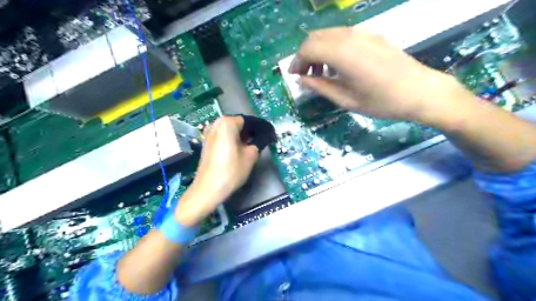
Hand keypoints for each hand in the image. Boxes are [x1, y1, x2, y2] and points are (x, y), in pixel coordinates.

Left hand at [175, 117, 258, 223]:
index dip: (259, 129)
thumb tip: (262, 138)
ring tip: (249, 148)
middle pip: (238, 125)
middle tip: (260, 143)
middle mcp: (215, 124)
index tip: (268, 136)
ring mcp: (208, 134)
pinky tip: (237, 152)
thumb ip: (258, 143)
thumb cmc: (231, 170)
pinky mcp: (206, 144)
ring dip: (240, 137)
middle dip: (249, 132)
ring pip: (230, 131)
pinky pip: (222, 138)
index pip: (248, 121)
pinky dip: (231, 141)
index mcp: (227, 123)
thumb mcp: (251, 156)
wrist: (208, 189)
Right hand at [292, 26, 469, 124]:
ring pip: (328, 34)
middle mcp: (350, 37)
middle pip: (315, 37)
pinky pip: (342, 35)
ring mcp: (362, 33)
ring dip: (317, 51)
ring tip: (320, 73)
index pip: (308, 48)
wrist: (421, 91)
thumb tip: (300, 79)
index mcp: (343, 54)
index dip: (297, 62)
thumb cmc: (382, 102)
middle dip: (304, 55)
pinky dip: (331, 48)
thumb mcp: (346, 100)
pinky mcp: (371, 35)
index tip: (294, 77)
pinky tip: (337, 65)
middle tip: (304, 75)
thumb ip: (320, 86)